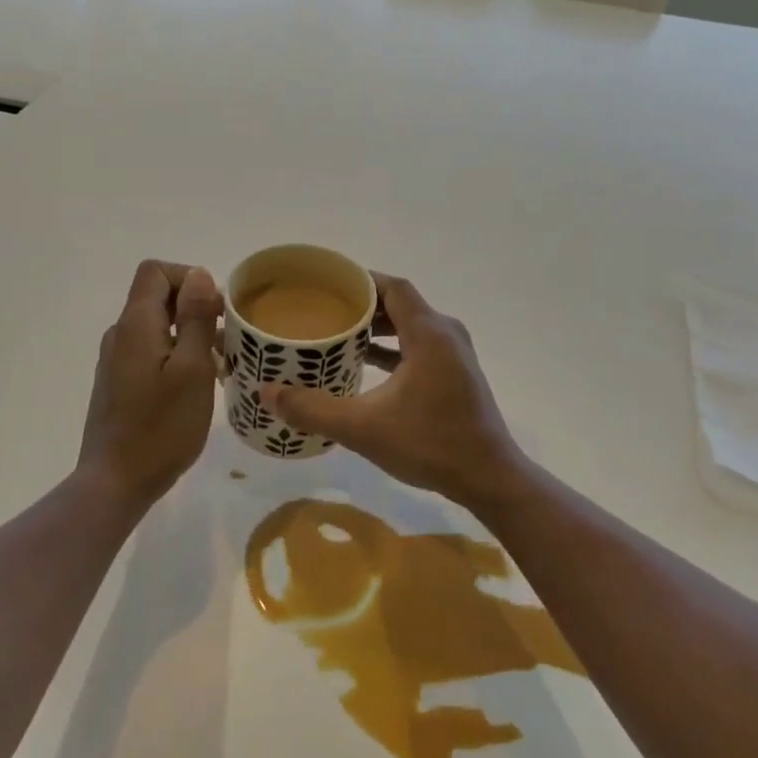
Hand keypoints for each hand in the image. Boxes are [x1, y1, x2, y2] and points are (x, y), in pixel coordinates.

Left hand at [75, 260, 222, 509]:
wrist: (116, 482)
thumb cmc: (162, 426)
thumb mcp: (192, 368)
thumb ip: (196, 317)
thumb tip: (198, 274)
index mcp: (136, 324)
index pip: (156, 272)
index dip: (189, 278)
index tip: (216, 310)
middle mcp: (121, 334)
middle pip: (157, 297)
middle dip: (196, 308)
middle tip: (228, 340)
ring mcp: (116, 360)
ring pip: (157, 327)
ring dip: (190, 334)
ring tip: (220, 366)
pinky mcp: (118, 382)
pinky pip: (150, 351)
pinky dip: (176, 355)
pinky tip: (197, 385)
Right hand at [261, 275, 528, 510]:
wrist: (489, 478)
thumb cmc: (430, 444)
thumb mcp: (364, 428)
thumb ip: (314, 409)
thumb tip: (268, 394)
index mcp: (429, 333)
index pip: (392, 287)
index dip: (360, 280)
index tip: (326, 283)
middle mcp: (445, 334)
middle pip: (400, 303)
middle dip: (363, 305)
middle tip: (324, 310)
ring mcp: (454, 354)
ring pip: (410, 326)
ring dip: (378, 328)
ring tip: (339, 334)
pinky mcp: (456, 374)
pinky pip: (419, 346)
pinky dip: (393, 348)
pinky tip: (365, 364)